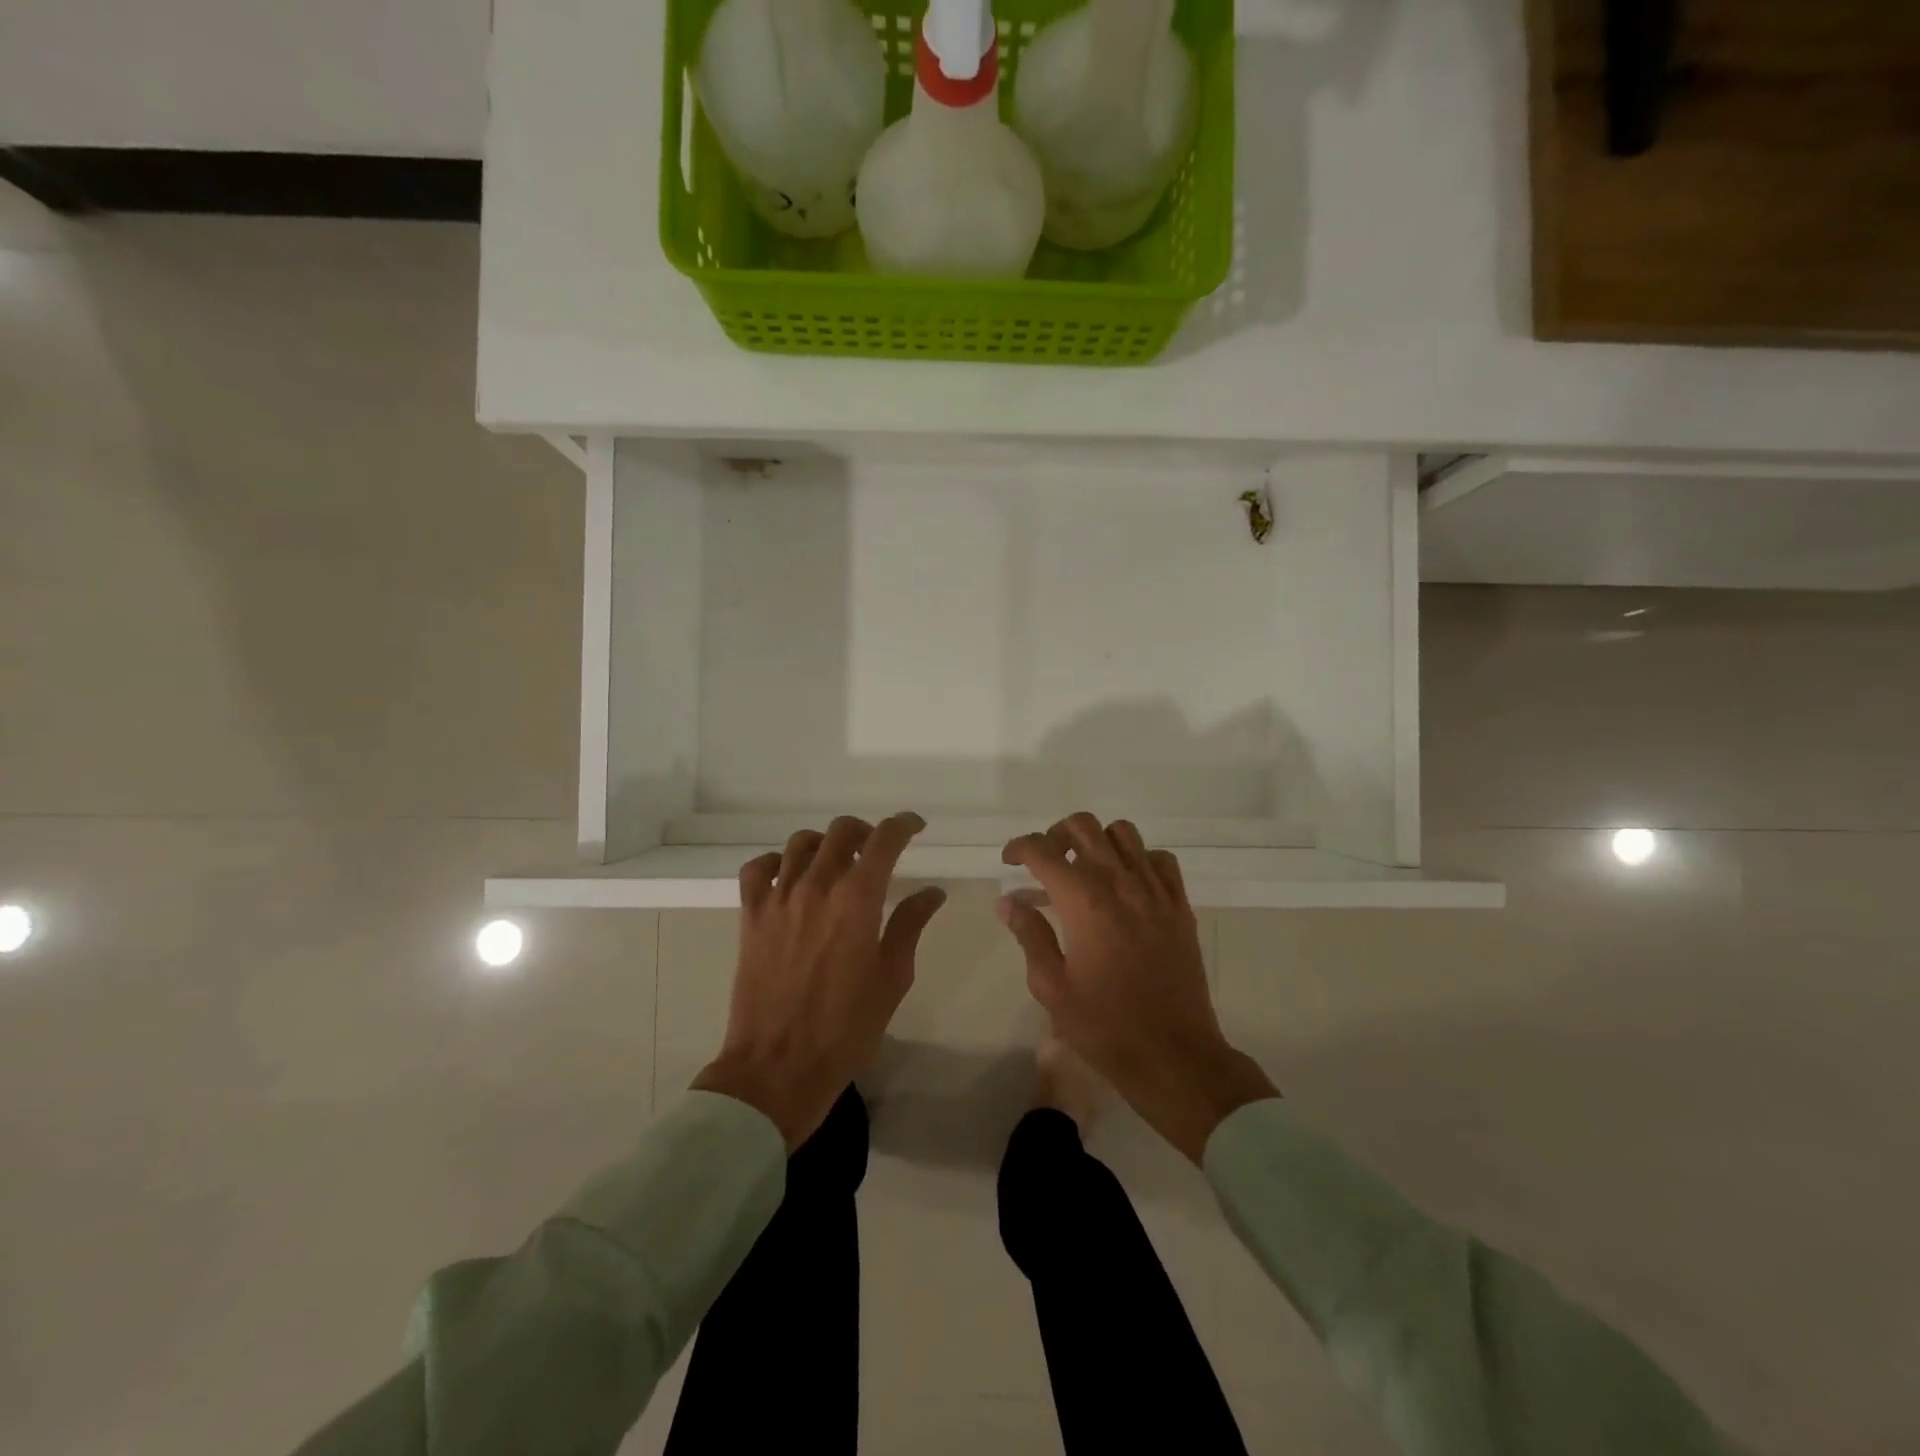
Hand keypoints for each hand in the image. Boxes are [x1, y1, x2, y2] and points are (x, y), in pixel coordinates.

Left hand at [693, 813, 945, 1149]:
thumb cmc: (846, 1028)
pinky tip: (789, 876)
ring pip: (801, 843)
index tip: (915, 827)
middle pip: (841, 832)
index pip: (885, 840)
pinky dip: (776, 862)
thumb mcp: (892, 978)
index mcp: (857, 900)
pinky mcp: (751, 916)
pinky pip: (758, 869)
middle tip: (878, 849)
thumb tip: (931, 892)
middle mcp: (816, 886)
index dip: (903, 825)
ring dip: (825, 843)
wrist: (778, 1067)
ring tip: (836, 862)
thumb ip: (910, 925)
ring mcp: (778, 898)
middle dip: (866, 832)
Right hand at [1000, 814, 1277, 1163]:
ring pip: (1124, 833)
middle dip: (1055, 835)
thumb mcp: (1051, 986)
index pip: (1042, 851)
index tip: (1008, 861)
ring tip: (1085, 869)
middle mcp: (1120, 883)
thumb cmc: (1105, 1026)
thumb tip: (1008, 901)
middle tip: (1045, 862)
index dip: (1019, 847)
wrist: (1173, 1055)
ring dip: (1097, 841)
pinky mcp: (1180, 905)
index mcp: (1084, 902)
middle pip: (1083, 827)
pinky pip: (1160, 859)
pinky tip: (1127, 885)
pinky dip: (1138, 859)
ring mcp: (1155, 891)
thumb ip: (1029, 935)